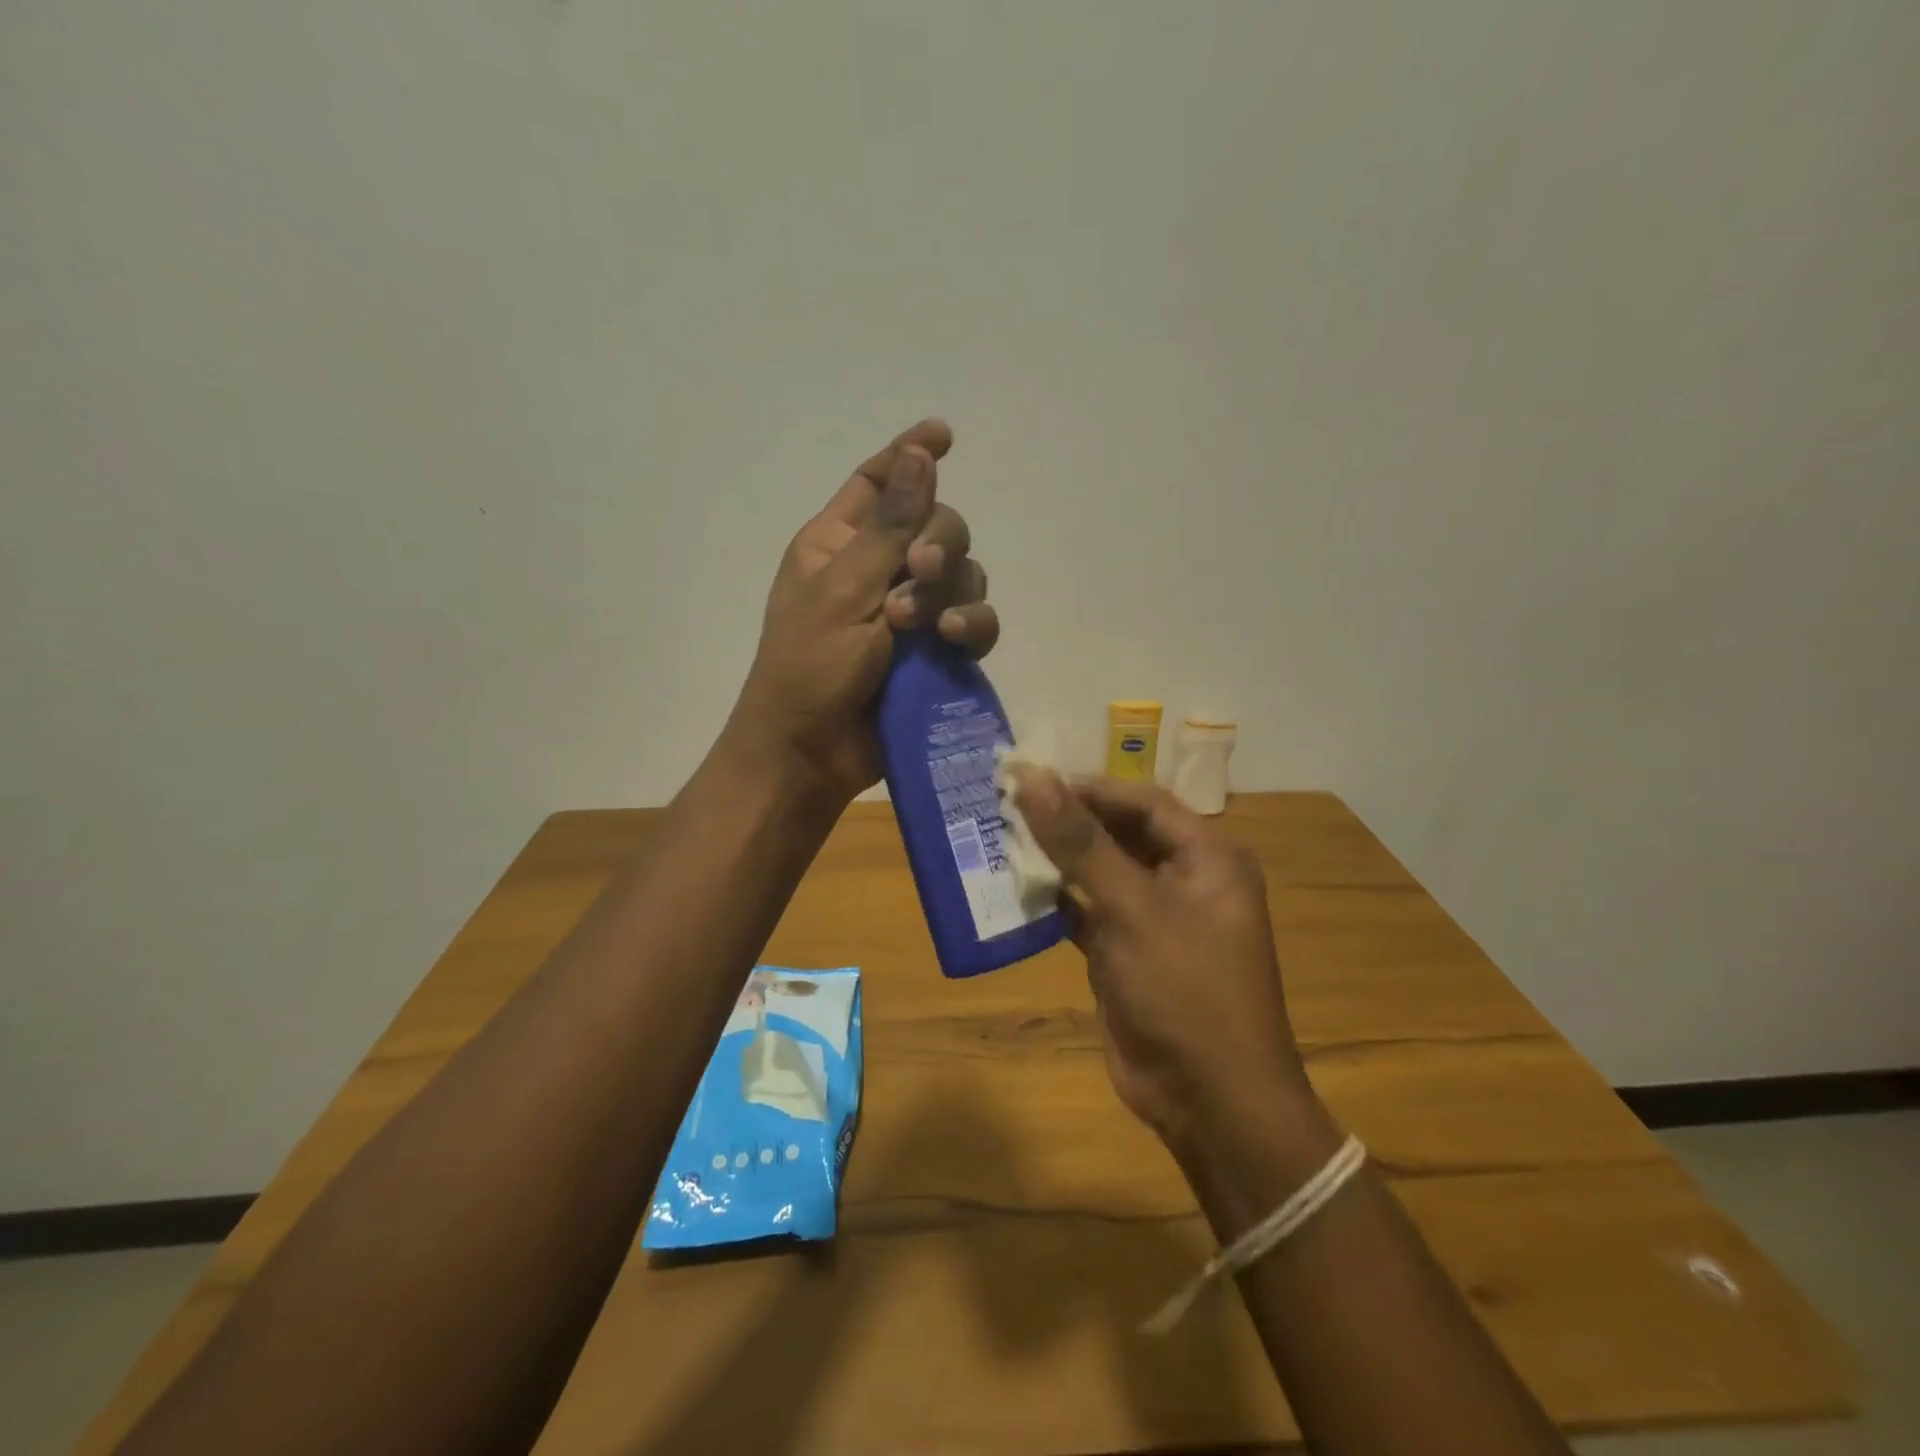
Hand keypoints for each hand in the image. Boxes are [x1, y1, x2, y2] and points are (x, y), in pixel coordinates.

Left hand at [726, 419, 998, 802]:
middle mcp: (879, 569)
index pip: (879, 482)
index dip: (910, 455)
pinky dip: (971, 625)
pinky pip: (973, 622)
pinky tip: (954, 640)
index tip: (946, 434)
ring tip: (924, 625)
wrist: (813, 752)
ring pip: (964, 574)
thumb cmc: (808, 666)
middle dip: (939, 542)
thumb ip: (889, 525)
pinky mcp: (936, 653)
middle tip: (920, 571)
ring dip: (952, 590)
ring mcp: (911, 613)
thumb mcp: (844, 588)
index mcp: (839, 542)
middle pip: (937, 525)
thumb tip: (919, 453)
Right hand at [1012, 772, 1314, 1157]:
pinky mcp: (1128, 954)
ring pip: (1100, 873)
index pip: (1143, 802)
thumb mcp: (1131, 908)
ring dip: (1058, 861)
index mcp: (1208, 858)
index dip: (1089, 788)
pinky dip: (1057, 903)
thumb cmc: (1185, 990)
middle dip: (1068, 822)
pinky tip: (1016, 891)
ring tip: (1002, 839)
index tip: (1032, 780)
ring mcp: (1156, 920)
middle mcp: (1186, 880)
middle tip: (1008, 806)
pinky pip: (1088, 913)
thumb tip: (1033, 778)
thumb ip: (1080, 842)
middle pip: (1120, 834)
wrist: (1210, 1102)